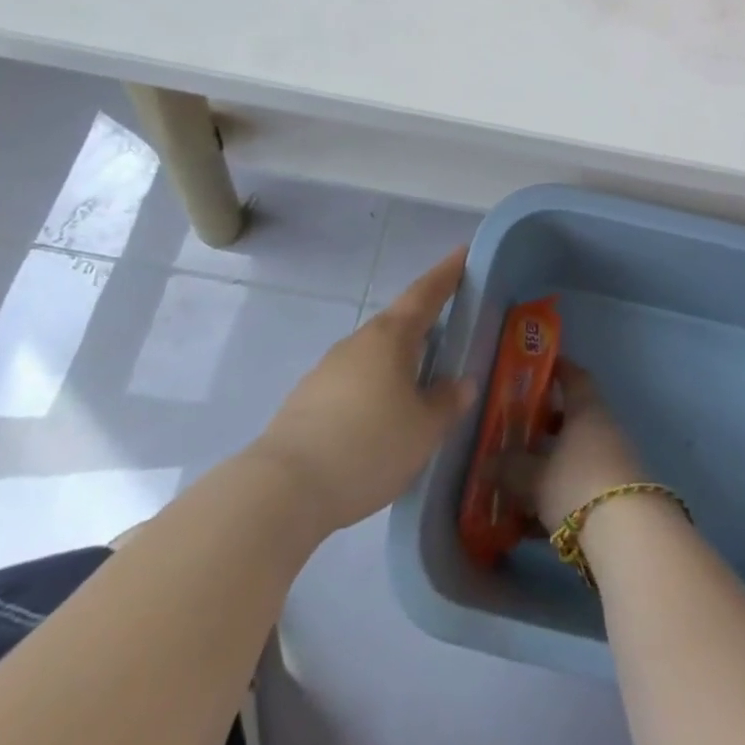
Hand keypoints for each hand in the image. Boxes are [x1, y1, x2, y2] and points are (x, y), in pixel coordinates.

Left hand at [249, 249, 477, 534]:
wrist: (281, 491)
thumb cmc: (368, 446)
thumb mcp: (425, 429)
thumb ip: (447, 402)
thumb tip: (462, 383)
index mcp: (391, 337)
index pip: (426, 293)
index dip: (447, 274)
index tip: (463, 253)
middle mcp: (359, 343)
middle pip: (398, 322)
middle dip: (425, 319)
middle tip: (451, 321)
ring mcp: (328, 370)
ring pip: (374, 354)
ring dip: (399, 358)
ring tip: (421, 377)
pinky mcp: (307, 401)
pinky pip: (354, 381)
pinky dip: (375, 386)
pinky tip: (382, 415)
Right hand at [502, 363, 645, 528]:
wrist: (628, 535)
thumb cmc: (577, 485)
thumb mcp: (534, 477)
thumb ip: (509, 469)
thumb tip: (486, 464)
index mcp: (586, 411)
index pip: (575, 378)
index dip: (558, 370)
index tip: (540, 368)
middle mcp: (603, 429)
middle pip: (574, 419)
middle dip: (546, 425)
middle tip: (519, 431)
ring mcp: (613, 462)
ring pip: (576, 455)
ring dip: (551, 465)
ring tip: (518, 482)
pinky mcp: (616, 495)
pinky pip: (582, 486)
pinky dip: (558, 496)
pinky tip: (531, 523)